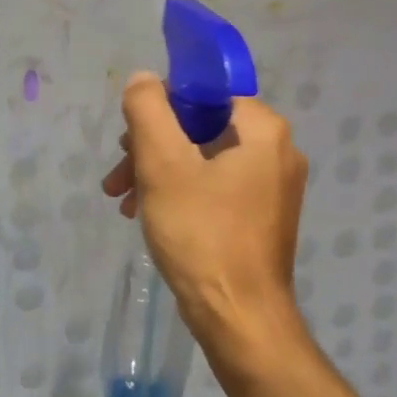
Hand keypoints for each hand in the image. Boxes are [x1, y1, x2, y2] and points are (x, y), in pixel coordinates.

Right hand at [101, 73, 309, 383]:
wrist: (239, 318)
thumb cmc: (201, 233)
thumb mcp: (162, 163)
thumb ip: (148, 110)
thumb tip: (143, 78)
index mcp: (263, 130)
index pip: (204, 93)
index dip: (161, 108)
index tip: (130, 138)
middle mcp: (277, 152)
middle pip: (200, 127)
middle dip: (151, 146)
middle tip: (119, 175)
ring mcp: (272, 188)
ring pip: (202, 159)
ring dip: (157, 172)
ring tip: (123, 200)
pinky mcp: (261, 217)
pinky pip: (213, 187)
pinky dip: (179, 193)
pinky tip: (147, 214)